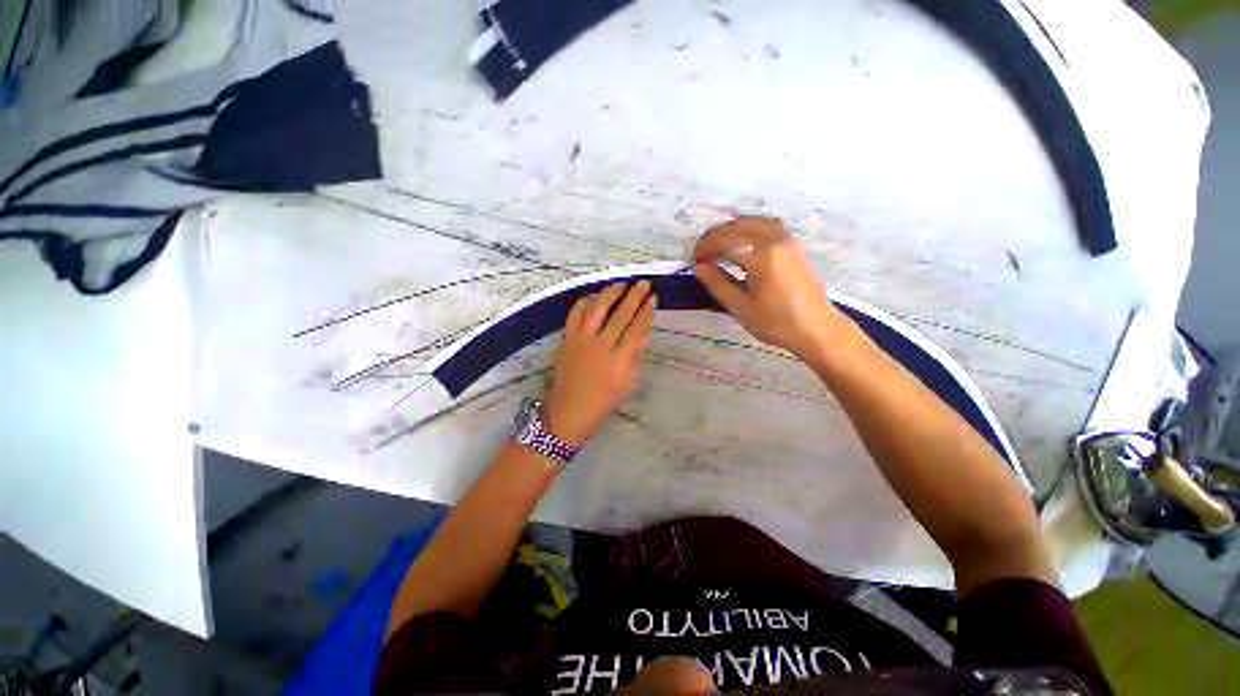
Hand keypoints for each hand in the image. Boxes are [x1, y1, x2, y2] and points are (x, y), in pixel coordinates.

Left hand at [543, 281, 656, 446]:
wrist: (568, 411)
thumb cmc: (602, 402)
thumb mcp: (626, 384)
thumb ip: (635, 356)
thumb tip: (643, 332)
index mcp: (618, 361)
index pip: (636, 329)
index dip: (646, 312)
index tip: (653, 298)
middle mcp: (600, 346)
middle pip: (620, 315)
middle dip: (634, 296)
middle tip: (643, 283)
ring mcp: (580, 340)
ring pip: (597, 309)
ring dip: (610, 293)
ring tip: (621, 284)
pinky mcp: (566, 339)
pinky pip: (575, 313)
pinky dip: (585, 301)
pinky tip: (594, 297)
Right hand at [692, 217, 851, 360]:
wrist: (816, 329)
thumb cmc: (776, 323)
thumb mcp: (740, 307)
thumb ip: (717, 283)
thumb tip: (700, 266)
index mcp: (761, 256)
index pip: (724, 240)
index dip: (705, 247)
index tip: (694, 261)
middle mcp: (775, 239)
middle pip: (737, 226)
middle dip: (714, 237)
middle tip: (701, 255)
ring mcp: (787, 239)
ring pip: (752, 222)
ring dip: (730, 231)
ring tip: (717, 248)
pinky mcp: (793, 244)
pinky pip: (766, 225)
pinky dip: (747, 230)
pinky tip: (740, 245)